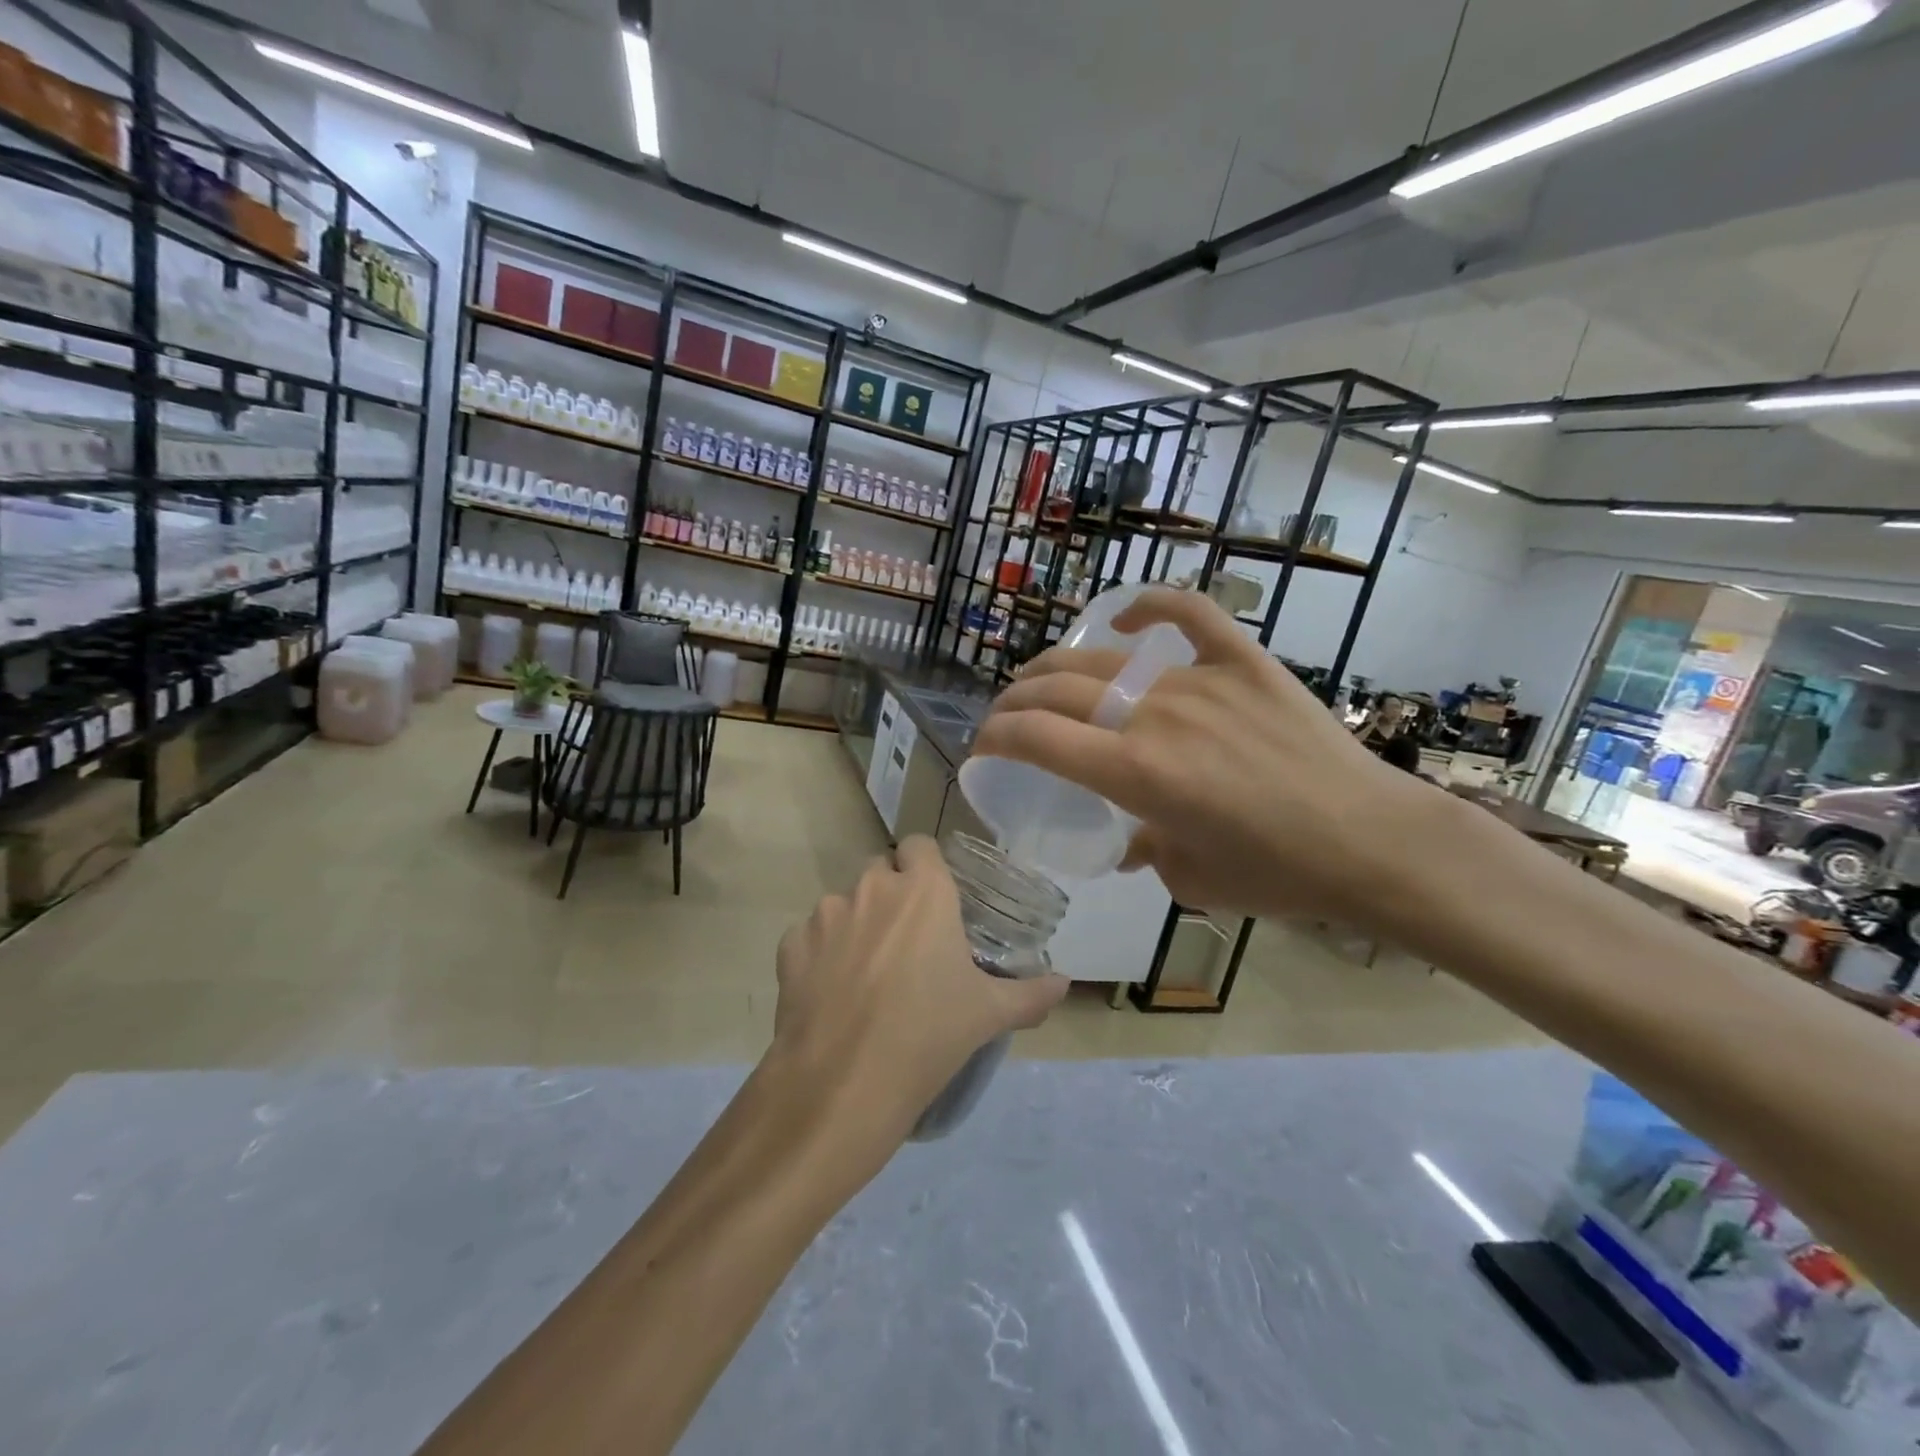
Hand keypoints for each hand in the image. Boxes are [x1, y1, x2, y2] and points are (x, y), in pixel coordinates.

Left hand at [770, 836, 1068, 1146]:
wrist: (842, 1084)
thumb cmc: (928, 1035)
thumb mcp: (988, 1014)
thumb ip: (1031, 994)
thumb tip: (1064, 984)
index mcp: (923, 891)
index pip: (920, 845)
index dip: (926, 866)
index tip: (936, 901)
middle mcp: (872, 888)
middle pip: (881, 871)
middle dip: (893, 895)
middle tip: (908, 942)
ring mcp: (825, 914)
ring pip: (845, 903)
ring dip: (857, 924)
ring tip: (868, 974)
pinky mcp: (790, 945)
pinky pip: (810, 936)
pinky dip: (821, 954)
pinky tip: (832, 993)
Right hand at [972, 588, 1430, 928]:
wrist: (1371, 842)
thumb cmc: (1277, 874)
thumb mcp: (1189, 878)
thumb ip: (1144, 849)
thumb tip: (1129, 839)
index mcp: (1134, 773)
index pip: (1036, 739)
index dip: (995, 738)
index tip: (983, 747)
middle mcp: (1154, 716)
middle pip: (1057, 690)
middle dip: (1015, 701)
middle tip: (1007, 717)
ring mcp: (1200, 681)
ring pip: (1106, 658)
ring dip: (1060, 668)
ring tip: (1044, 680)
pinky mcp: (1243, 663)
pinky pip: (1190, 615)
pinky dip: (1152, 606)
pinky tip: (1124, 614)